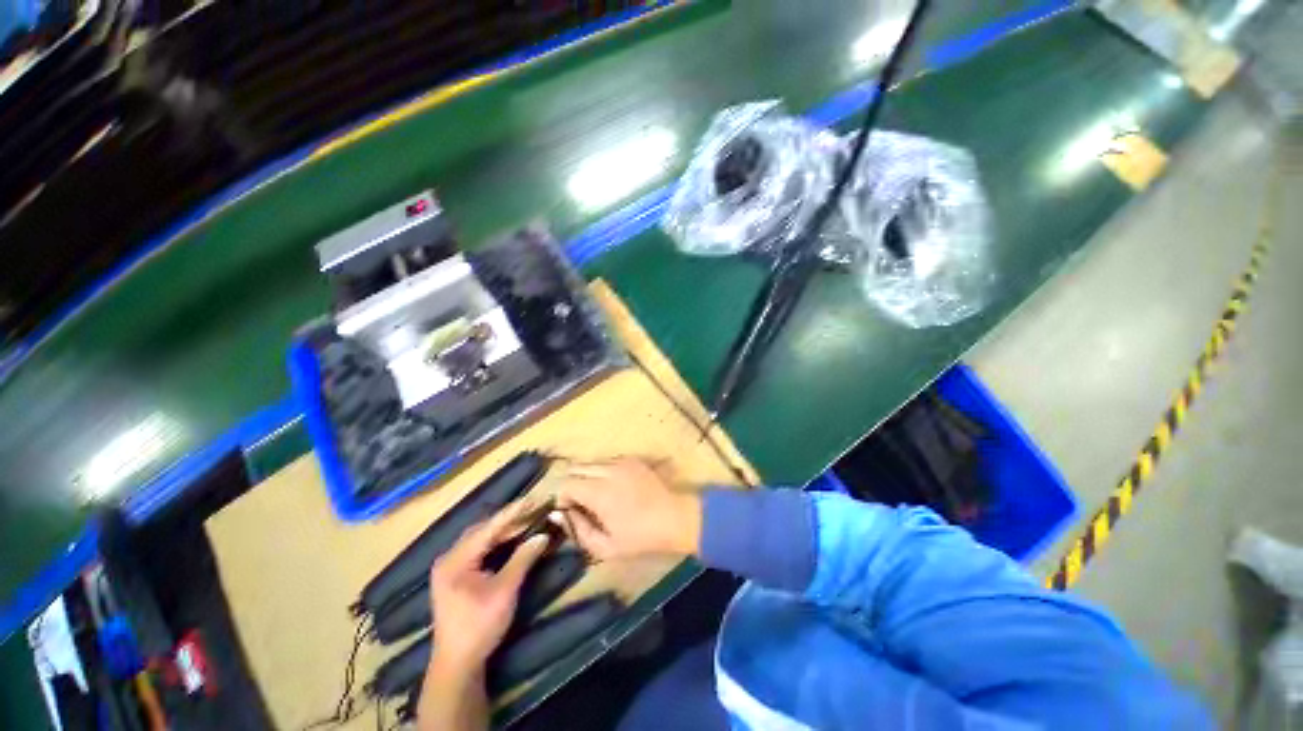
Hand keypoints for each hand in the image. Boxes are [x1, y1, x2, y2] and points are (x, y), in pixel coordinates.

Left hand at [428, 500, 550, 674]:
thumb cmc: (479, 627)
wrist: (457, 665)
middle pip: (483, 530)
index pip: (489, 527)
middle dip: (509, 519)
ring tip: (527, 518)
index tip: (534, 498)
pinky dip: (496, 542)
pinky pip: (479, 549)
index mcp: (455, 560)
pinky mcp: (456, 576)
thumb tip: (543, 535)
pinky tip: (511, 538)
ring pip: (481, 538)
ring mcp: (450, 567)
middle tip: (533, 508)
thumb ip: (523, 559)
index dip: (514, 512)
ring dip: (503, 530)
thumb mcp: (504, 591)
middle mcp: (449, 558)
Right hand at [556, 458, 701, 560]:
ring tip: (596, 495)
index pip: (565, 484)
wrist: (675, 517)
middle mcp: (607, 470)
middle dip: (571, 484)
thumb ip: (578, 530)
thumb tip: (559, 514)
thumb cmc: (640, 537)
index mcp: (598, 491)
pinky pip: (608, 461)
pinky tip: (613, 487)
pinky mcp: (632, 459)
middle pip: (575, 468)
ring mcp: (621, 461)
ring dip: (587, 476)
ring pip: (591, 462)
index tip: (569, 512)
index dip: (562, 498)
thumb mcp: (605, 547)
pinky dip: (602, 471)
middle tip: (580, 503)